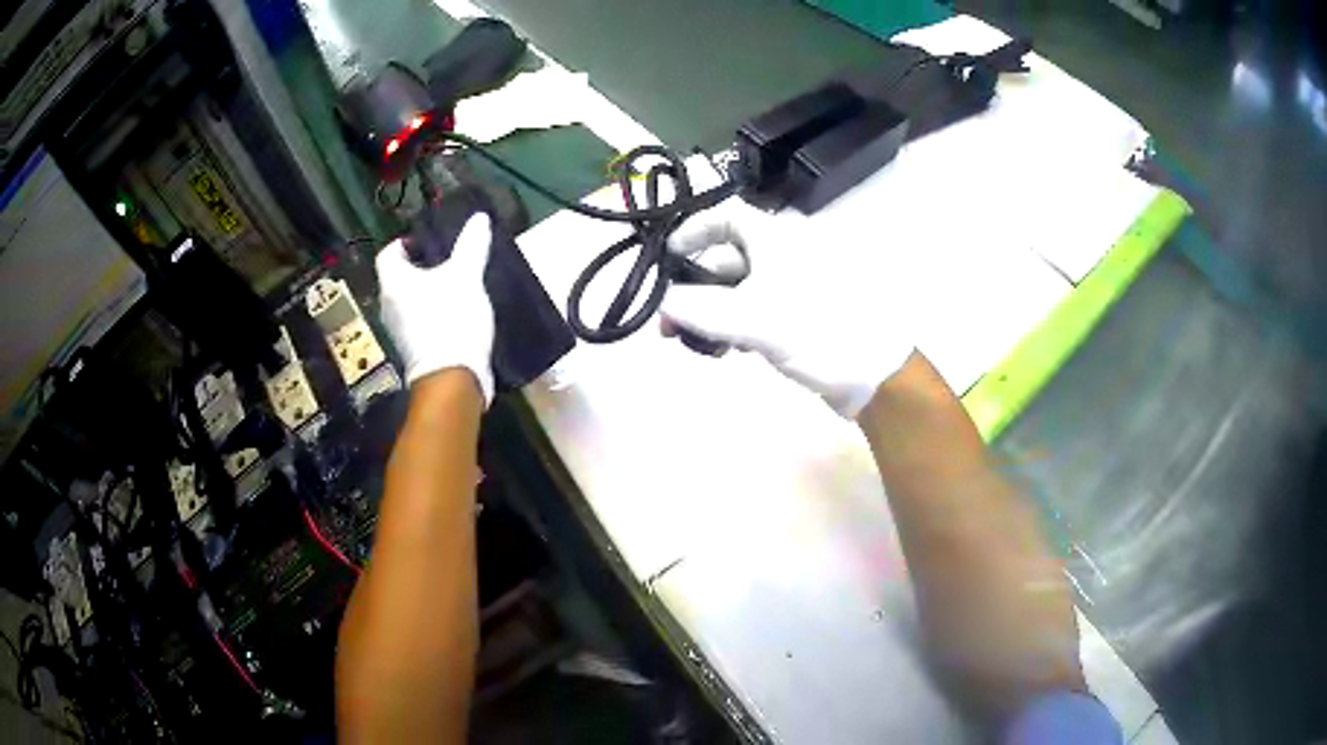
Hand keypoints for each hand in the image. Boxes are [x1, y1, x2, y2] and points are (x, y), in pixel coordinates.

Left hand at [375, 214, 494, 403]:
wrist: (452, 377)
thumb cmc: (451, 318)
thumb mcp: (466, 276)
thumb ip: (471, 246)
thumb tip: (479, 217)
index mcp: (394, 282)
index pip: (388, 254)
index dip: (404, 245)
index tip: (425, 243)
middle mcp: (388, 306)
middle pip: (397, 279)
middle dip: (418, 269)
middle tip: (444, 262)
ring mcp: (398, 332)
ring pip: (407, 303)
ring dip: (424, 294)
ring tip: (452, 288)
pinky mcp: (413, 351)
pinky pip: (417, 324)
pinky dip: (430, 316)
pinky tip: (454, 315)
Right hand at [661, 199, 913, 418]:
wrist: (875, 373)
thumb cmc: (818, 330)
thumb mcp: (753, 318)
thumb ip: (699, 309)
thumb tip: (659, 301)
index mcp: (776, 237)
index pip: (725, 216)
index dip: (691, 231)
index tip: (664, 258)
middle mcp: (783, 253)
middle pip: (726, 258)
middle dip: (692, 287)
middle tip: (666, 322)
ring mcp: (792, 285)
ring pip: (738, 289)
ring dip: (709, 312)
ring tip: (687, 342)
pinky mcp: (799, 314)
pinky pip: (754, 310)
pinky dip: (733, 325)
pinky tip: (723, 351)